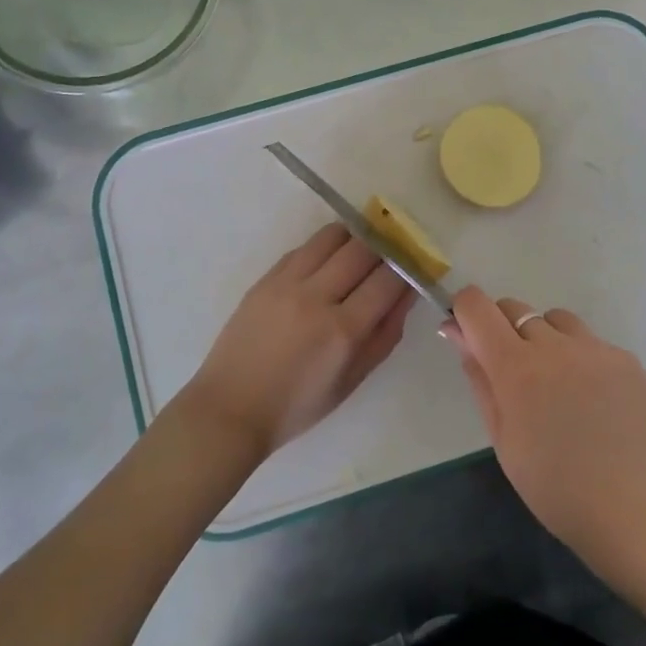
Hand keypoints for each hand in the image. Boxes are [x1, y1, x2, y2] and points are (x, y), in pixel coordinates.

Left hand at [176, 223, 415, 460]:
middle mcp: (316, 298)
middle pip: (363, 249)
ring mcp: (287, 283)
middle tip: (392, 252)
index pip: (388, 280)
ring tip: (361, 249)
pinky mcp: (266, 278)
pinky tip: (328, 261)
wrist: (230, 408)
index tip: (415, 264)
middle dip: (385, 247)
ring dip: (355, 238)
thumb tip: (407, 294)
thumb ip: (385, 335)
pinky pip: (304, 247)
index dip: (407, 267)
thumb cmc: (298, 405)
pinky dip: (324, 248)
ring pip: (332, 237)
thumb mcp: (353, 379)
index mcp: (343, 331)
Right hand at [442, 286, 645, 568]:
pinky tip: (591, 397)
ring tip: (556, 383)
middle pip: (515, 308)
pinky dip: (580, 357)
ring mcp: (595, 348)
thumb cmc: (552, 485)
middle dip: (502, 328)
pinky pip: (590, 342)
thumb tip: (456, 331)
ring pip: (555, 320)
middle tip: (512, 372)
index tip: (466, 331)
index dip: (465, 310)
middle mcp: (555, 345)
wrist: (630, 509)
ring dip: (544, 338)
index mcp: (517, 368)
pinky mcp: (626, 358)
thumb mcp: (501, 436)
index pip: (478, 307)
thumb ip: (479, 376)